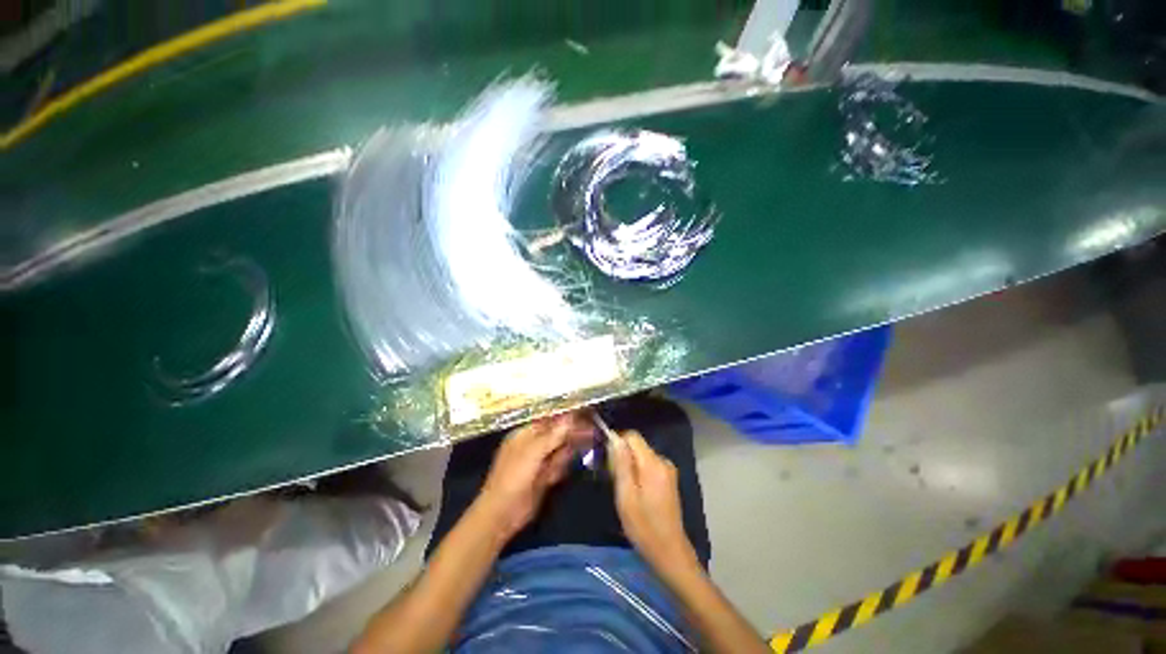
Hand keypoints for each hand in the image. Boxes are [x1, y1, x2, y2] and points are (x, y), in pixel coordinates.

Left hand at [476, 412, 592, 539]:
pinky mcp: (544, 477)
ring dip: (574, 444)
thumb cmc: (513, 478)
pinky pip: (559, 465)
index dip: (566, 416)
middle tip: (593, 428)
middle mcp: (532, 445)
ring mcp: (538, 461)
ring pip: (560, 449)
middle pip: (557, 434)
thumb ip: (552, 436)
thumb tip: (570, 418)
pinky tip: (578, 457)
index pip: (549, 420)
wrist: (502, 514)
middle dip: (573, 431)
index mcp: (525, 434)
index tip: (584, 412)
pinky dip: (567, 462)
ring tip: (592, 438)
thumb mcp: (532, 453)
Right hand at [609, 431, 699, 571]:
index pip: (632, 436)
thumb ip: (621, 464)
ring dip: (629, 466)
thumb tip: (615, 439)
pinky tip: (635, 494)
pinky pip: (648, 465)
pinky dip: (638, 473)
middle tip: (614, 480)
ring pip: (641, 455)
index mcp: (653, 463)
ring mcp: (668, 470)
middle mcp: (663, 461)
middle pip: (637, 445)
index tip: (607, 461)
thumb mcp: (626, 495)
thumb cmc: (644, 526)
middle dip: (622, 456)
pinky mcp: (668, 479)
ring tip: (624, 490)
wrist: (670, 552)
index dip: (617, 442)